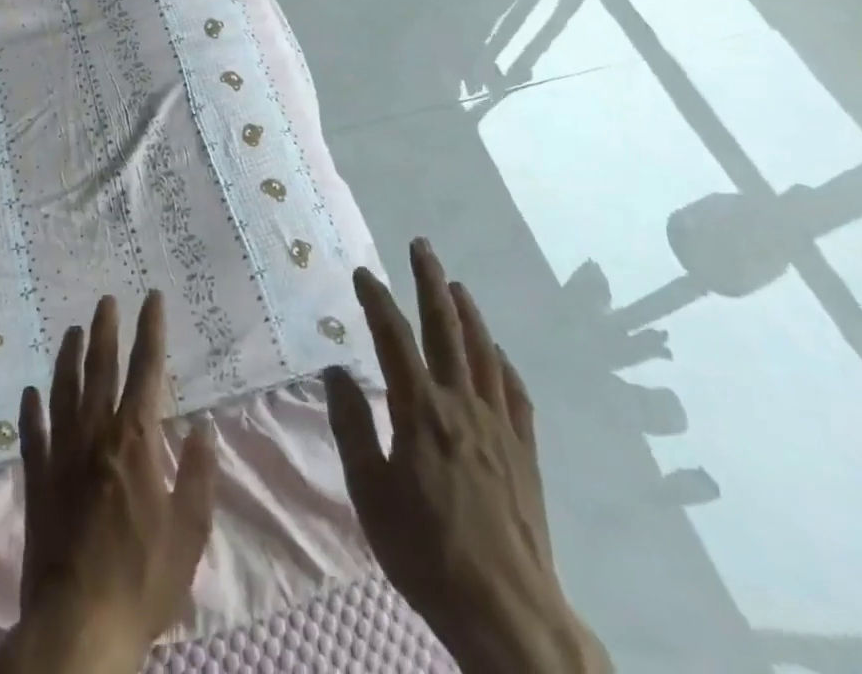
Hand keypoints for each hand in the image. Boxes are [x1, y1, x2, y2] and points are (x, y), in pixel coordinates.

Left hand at [0, 292, 216, 673]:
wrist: (77, 627)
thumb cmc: (141, 580)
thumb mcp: (188, 534)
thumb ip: (199, 476)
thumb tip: (204, 429)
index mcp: (136, 440)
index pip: (146, 370)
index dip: (151, 330)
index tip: (151, 298)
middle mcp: (97, 435)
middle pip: (101, 369)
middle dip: (106, 330)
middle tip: (105, 300)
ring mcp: (62, 456)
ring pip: (64, 391)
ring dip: (69, 358)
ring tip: (72, 331)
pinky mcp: (37, 481)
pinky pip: (33, 435)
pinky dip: (31, 410)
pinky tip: (30, 392)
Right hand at [323, 239, 607, 673]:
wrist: (508, 614)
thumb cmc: (427, 554)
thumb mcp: (370, 495)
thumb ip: (351, 427)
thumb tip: (336, 370)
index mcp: (420, 410)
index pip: (394, 337)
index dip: (376, 299)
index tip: (362, 272)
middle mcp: (461, 403)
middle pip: (446, 327)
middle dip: (430, 281)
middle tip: (421, 246)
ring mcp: (499, 424)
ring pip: (484, 351)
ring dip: (468, 312)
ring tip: (456, 284)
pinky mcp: (525, 450)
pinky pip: (515, 392)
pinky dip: (503, 363)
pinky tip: (497, 354)